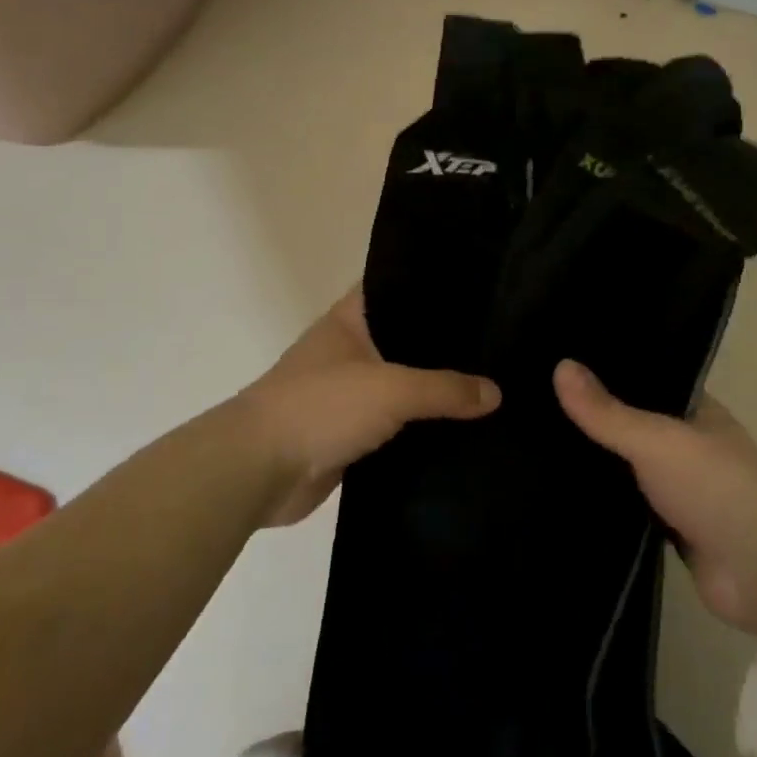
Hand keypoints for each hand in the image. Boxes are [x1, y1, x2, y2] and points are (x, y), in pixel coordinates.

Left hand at [239, 288, 499, 525]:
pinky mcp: (350, 434)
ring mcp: (349, 393)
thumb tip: (495, 393)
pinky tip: (460, 430)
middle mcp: (349, 350)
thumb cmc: (321, 406)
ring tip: (491, 384)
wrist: (258, 470)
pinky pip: (396, 425)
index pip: (397, 287)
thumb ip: (445, 389)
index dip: (433, 285)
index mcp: (350, 320)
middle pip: (405, 339)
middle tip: (498, 342)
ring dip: (434, 391)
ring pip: (403, 385)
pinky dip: (421, 428)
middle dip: (444, 344)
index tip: (478, 288)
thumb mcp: (391, 388)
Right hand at [555, 361, 756, 632]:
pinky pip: (632, 509)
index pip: (651, 381)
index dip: (613, 372)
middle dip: (600, 420)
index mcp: (698, 412)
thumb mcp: (654, 438)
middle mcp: (692, 446)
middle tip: (541, 405)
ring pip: (633, 470)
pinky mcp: (674, 531)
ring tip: (542, 445)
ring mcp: (685, 490)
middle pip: (637, 426)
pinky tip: (567, 494)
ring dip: (603, 465)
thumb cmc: (713, 485)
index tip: (565, 363)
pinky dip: (609, 505)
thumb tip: (559, 366)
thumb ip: (606, 411)